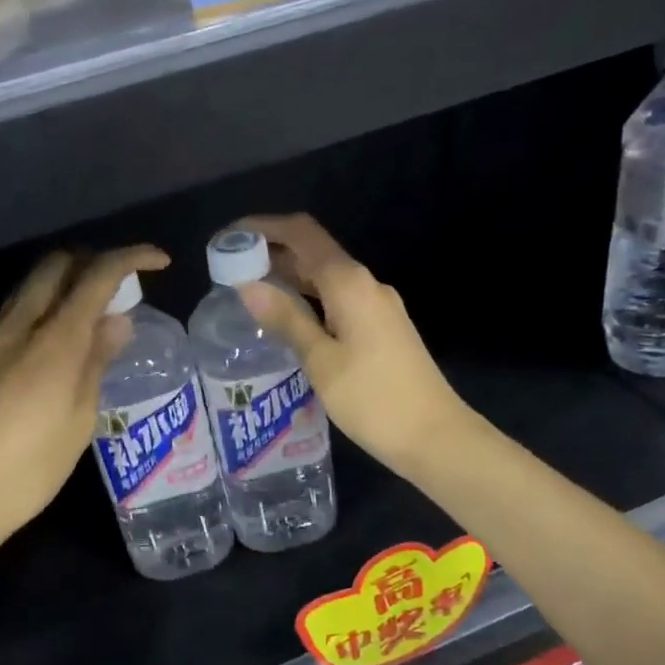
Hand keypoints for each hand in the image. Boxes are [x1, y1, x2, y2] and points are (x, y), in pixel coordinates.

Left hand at [0, 245, 168, 541]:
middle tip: (119, 286)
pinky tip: (56, 341)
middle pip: (56, 265)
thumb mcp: (80, 419)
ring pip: (31, 286)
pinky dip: (44, 307)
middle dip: (93, 261)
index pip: (97, 275)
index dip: (131, 258)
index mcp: (54, 341)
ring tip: (92, 313)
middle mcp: (20, 327)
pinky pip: (16, 312)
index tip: (158, 262)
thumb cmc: (32, 468)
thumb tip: (117, 321)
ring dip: (65, 282)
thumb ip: (97, 361)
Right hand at [235, 214, 467, 476]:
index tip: (229, 238)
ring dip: (290, 278)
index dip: (263, 228)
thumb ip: (286, 319)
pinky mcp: (382, 328)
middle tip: (229, 271)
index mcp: (350, 283)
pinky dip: (308, 300)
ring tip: (249, 293)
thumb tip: (247, 285)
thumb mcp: (321, 361)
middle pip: (314, 252)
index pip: (302, 234)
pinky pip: (337, 300)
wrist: (435, 436)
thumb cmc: (373, 399)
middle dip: (272, 254)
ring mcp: (378, 306)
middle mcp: (366, 285)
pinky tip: (287, 321)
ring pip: (326, 278)